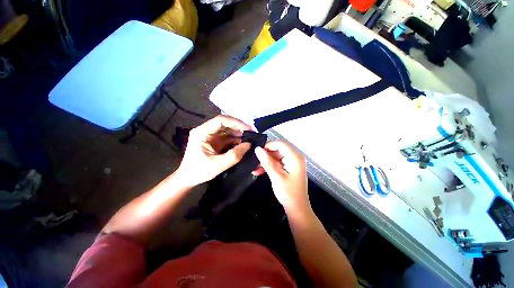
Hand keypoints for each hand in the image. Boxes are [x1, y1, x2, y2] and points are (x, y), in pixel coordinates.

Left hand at [176, 115, 251, 186]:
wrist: (189, 178)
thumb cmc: (199, 172)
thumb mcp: (218, 165)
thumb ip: (234, 155)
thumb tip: (249, 145)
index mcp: (202, 132)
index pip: (220, 120)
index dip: (236, 122)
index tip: (248, 129)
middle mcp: (206, 130)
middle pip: (225, 124)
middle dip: (239, 128)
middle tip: (252, 134)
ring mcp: (211, 135)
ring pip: (228, 130)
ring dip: (239, 134)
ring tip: (250, 139)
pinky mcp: (215, 141)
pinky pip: (228, 137)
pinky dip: (236, 140)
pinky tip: (243, 144)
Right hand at [253, 141, 310, 214]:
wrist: (297, 208)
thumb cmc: (288, 193)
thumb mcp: (276, 176)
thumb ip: (267, 161)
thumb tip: (257, 149)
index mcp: (295, 157)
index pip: (280, 144)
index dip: (268, 145)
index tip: (257, 152)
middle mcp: (295, 156)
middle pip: (277, 149)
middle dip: (265, 155)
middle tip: (254, 162)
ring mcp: (292, 162)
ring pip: (275, 156)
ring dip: (265, 161)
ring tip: (255, 169)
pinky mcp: (289, 167)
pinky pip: (277, 162)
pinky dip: (269, 165)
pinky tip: (259, 171)